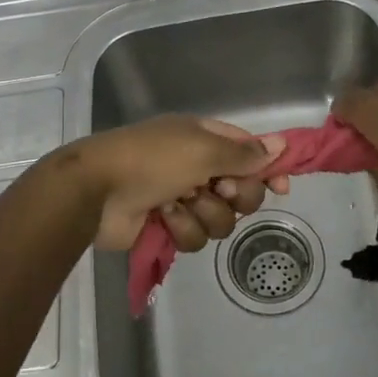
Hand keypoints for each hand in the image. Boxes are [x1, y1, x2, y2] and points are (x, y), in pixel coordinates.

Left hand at [68, 116, 284, 252]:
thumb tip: (281, 144)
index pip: (249, 152)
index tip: (281, 188)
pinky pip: (195, 237)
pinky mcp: (168, 227)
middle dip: (235, 197)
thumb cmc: (151, 159)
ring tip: (176, 203)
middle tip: (218, 191)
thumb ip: (244, 153)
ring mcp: (182, 198)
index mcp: (204, 139)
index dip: (267, 169)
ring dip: (202, 213)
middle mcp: (197, 167)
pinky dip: (180, 227)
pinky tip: (161, 216)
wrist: (96, 191)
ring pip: (220, 220)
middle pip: (242, 192)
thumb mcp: (202, 149)